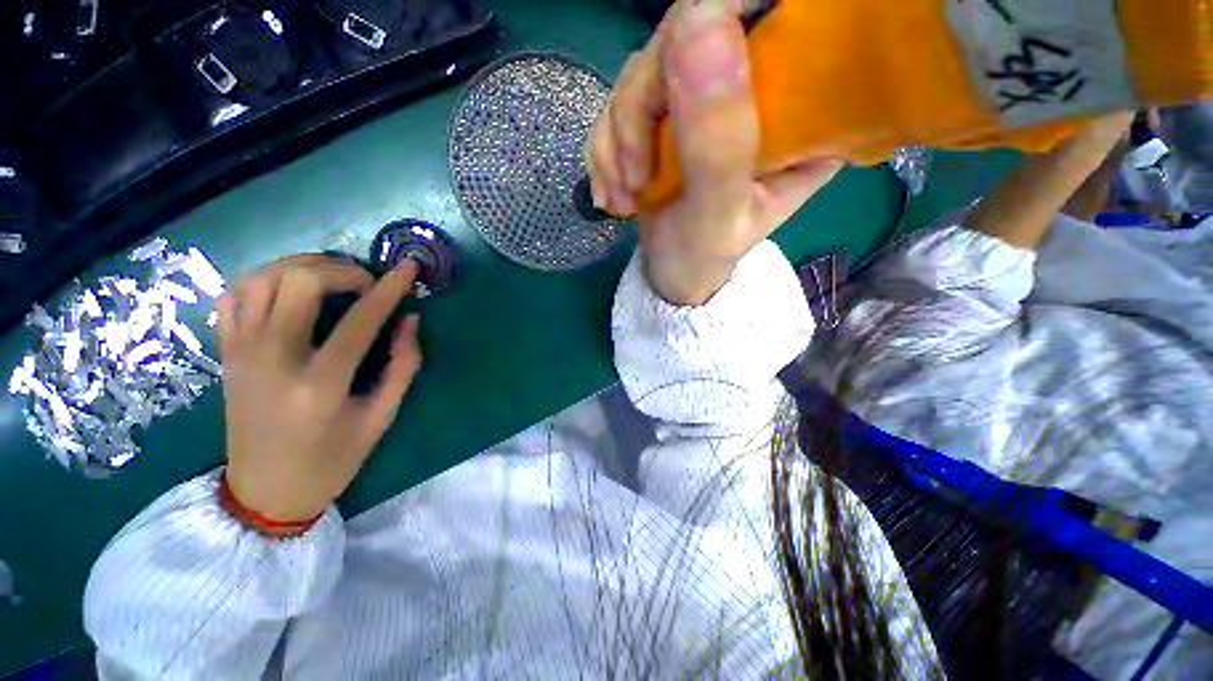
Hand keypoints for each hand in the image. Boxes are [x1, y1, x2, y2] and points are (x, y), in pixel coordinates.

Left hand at [214, 255, 422, 524]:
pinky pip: (234, 296)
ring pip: (261, 278)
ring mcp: (241, 352)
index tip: (408, 268)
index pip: (361, 320)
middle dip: (342, 270)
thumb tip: (410, 320)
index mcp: (320, 384)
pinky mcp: (226, 353)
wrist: (264, 491)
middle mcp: (273, 359)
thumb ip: (403, 365)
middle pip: (300, 283)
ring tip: (332, 277)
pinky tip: (288, 288)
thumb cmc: (332, 459)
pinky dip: (263, 279)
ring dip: (302, 266)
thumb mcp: (381, 417)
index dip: (389, 289)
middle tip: (367, 282)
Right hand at [587, 0, 840, 304]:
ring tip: (625, 198)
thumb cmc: (703, 258)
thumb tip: (698, 18)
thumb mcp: (718, 213)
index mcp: (801, 109)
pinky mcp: (663, 116)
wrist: (672, 276)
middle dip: (640, 112)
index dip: (721, 19)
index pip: (777, 14)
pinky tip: (614, 194)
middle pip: (687, 37)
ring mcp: (702, 99)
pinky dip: (605, 153)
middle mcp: (754, 89)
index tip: (675, 83)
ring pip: (640, 72)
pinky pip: (616, 107)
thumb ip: (716, 138)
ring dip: (617, 143)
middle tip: (635, 178)